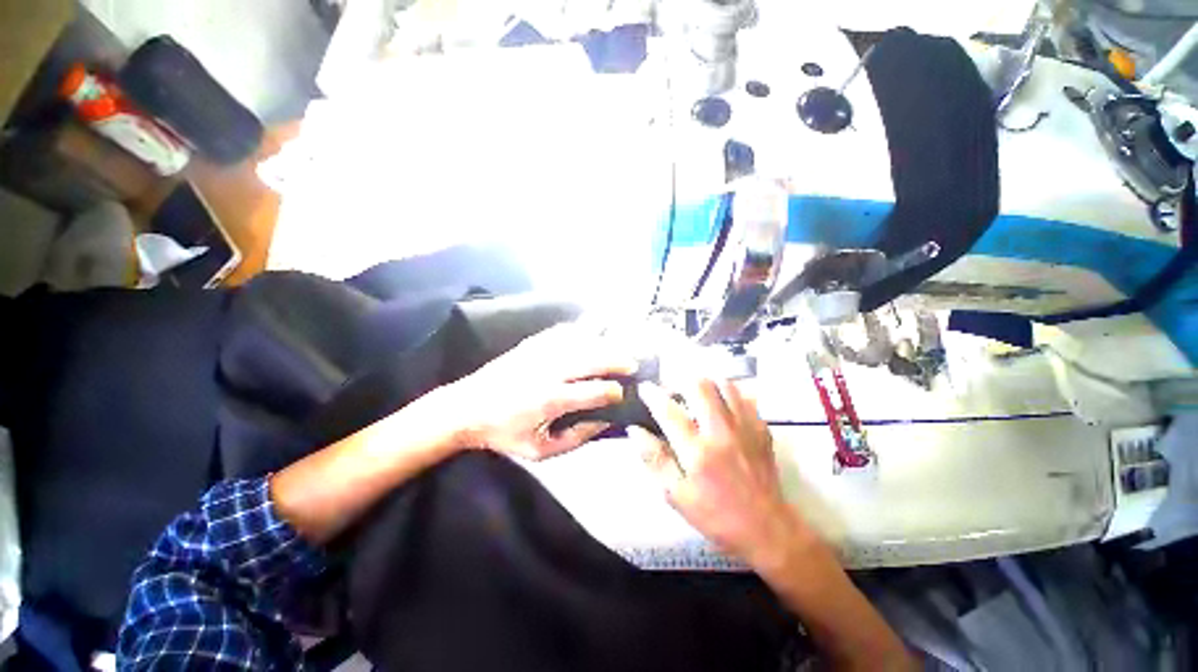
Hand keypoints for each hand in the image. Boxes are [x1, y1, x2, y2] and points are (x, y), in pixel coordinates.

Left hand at [444, 323, 637, 460]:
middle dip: (616, 359)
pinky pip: (561, 331)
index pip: (592, 392)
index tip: (622, 395)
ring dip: (603, 341)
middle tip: (633, 363)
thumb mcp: (538, 451)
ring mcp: (539, 352)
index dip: (612, 393)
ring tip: (619, 343)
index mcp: (550, 399)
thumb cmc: (503, 433)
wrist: (465, 408)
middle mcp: (549, 370)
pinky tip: (590, 329)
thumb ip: (574, 439)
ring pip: (580, 340)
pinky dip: (579, 329)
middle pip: (591, 358)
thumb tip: (601, 423)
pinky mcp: (531, 343)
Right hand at [630, 379, 815, 569]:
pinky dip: (727, 394)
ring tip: (694, 394)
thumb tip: (635, 429)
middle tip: (671, 390)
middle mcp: (721, 432)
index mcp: (697, 451)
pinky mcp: (760, 428)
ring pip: (723, 385)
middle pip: (699, 386)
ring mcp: (745, 427)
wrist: (766, 528)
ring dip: (705, 384)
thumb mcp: (676, 495)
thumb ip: (654, 459)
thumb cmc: (715, 515)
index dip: (652, 394)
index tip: (643, 388)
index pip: (669, 410)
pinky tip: (720, 406)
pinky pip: (743, 397)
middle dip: (679, 381)